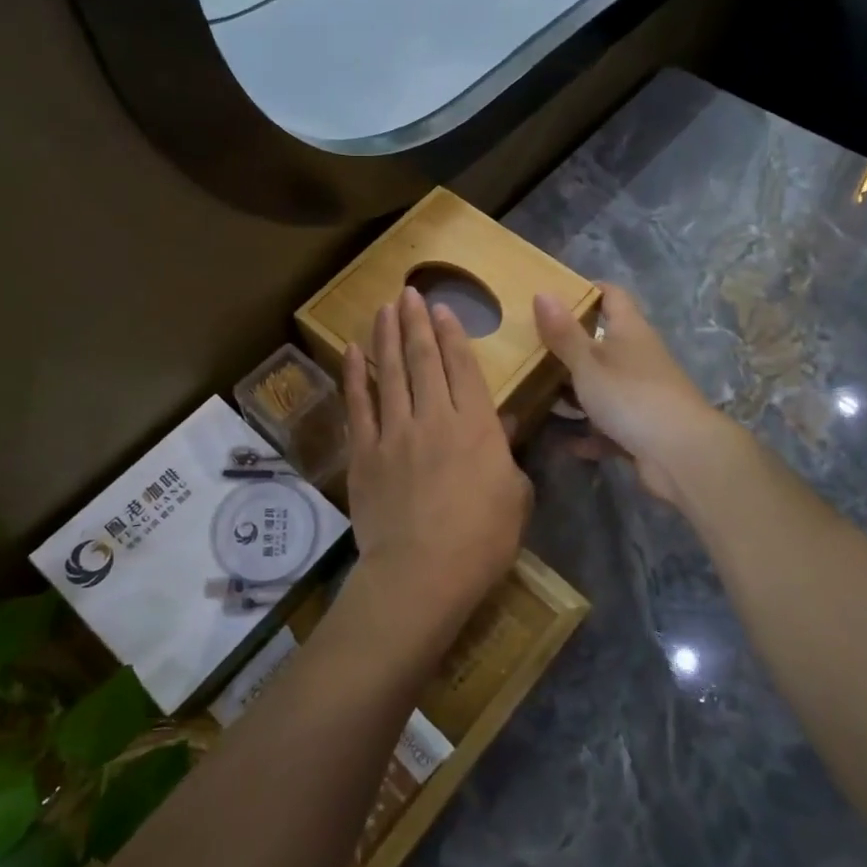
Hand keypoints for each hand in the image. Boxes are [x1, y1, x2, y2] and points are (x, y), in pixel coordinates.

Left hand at [343, 287, 532, 639]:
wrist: (421, 575)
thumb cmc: (481, 541)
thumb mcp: (515, 496)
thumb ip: (506, 452)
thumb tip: (501, 420)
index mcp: (474, 425)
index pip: (461, 367)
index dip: (451, 334)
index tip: (441, 308)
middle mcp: (433, 417)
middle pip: (422, 359)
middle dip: (416, 322)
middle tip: (409, 292)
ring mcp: (394, 432)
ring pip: (389, 372)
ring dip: (386, 336)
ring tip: (384, 307)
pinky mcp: (364, 453)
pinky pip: (358, 405)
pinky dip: (354, 375)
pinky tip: (351, 350)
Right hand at [535, 283, 731, 503]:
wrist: (681, 454)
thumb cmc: (631, 395)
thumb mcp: (588, 362)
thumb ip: (564, 333)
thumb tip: (542, 293)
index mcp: (629, 330)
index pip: (612, 296)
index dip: (588, 290)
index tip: (556, 296)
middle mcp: (639, 356)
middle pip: (604, 342)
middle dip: (572, 346)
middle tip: (533, 347)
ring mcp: (643, 393)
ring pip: (604, 385)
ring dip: (577, 392)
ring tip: (539, 394)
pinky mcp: (642, 427)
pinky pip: (610, 425)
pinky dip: (590, 433)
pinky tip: (566, 443)